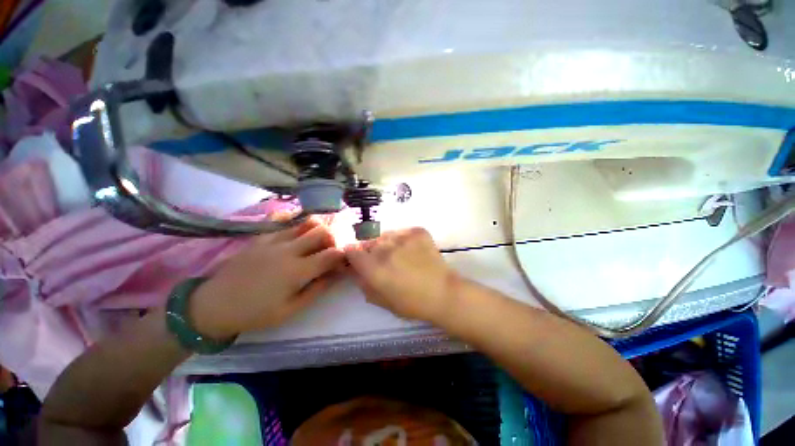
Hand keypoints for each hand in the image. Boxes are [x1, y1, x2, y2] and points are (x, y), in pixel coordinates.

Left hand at [190, 218, 344, 338]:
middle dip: (334, 238)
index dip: (343, 255)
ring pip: (305, 223)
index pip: (332, 254)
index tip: (345, 261)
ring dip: (318, 230)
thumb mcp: (290, 310)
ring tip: (317, 241)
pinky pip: (285, 224)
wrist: (213, 305)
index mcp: (297, 270)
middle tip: (332, 249)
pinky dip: (298, 227)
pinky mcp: (261, 237)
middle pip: (322, 231)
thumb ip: (317, 289)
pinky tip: (297, 237)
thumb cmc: (255, 313)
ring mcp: (274, 240)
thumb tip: (336, 275)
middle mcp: (289, 250)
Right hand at [344, 228, 459, 321]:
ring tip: (399, 254)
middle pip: (369, 242)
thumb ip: (364, 284)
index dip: (353, 254)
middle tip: (383, 260)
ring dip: (387, 243)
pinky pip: (403, 232)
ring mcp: (402, 238)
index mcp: (374, 268)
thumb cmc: (412, 303)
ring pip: (385, 235)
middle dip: (371, 250)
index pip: (352, 250)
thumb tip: (355, 270)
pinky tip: (412, 249)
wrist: (443, 293)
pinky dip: (404, 239)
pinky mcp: (417, 232)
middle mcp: (385, 249)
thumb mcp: (381, 300)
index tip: (359, 259)